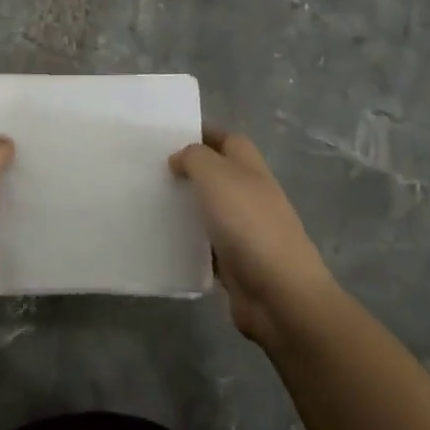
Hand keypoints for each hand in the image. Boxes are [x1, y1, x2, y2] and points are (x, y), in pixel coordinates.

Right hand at [169, 129, 338, 348]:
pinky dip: (189, 244)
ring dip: (187, 208)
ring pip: (211, 211)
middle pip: (220, 176)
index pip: (229, 141)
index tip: (169, 138)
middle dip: (190, 172)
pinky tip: (164, 243)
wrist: (279, 295)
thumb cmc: (248, 225)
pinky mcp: (237, 265)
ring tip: (150, 204)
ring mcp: (246, 232)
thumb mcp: (216, 176)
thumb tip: (180, 159)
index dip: (203, 135)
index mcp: (251, 170)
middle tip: (152, 172)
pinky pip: (207, 247)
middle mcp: (251, 197)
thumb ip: (195, 158)